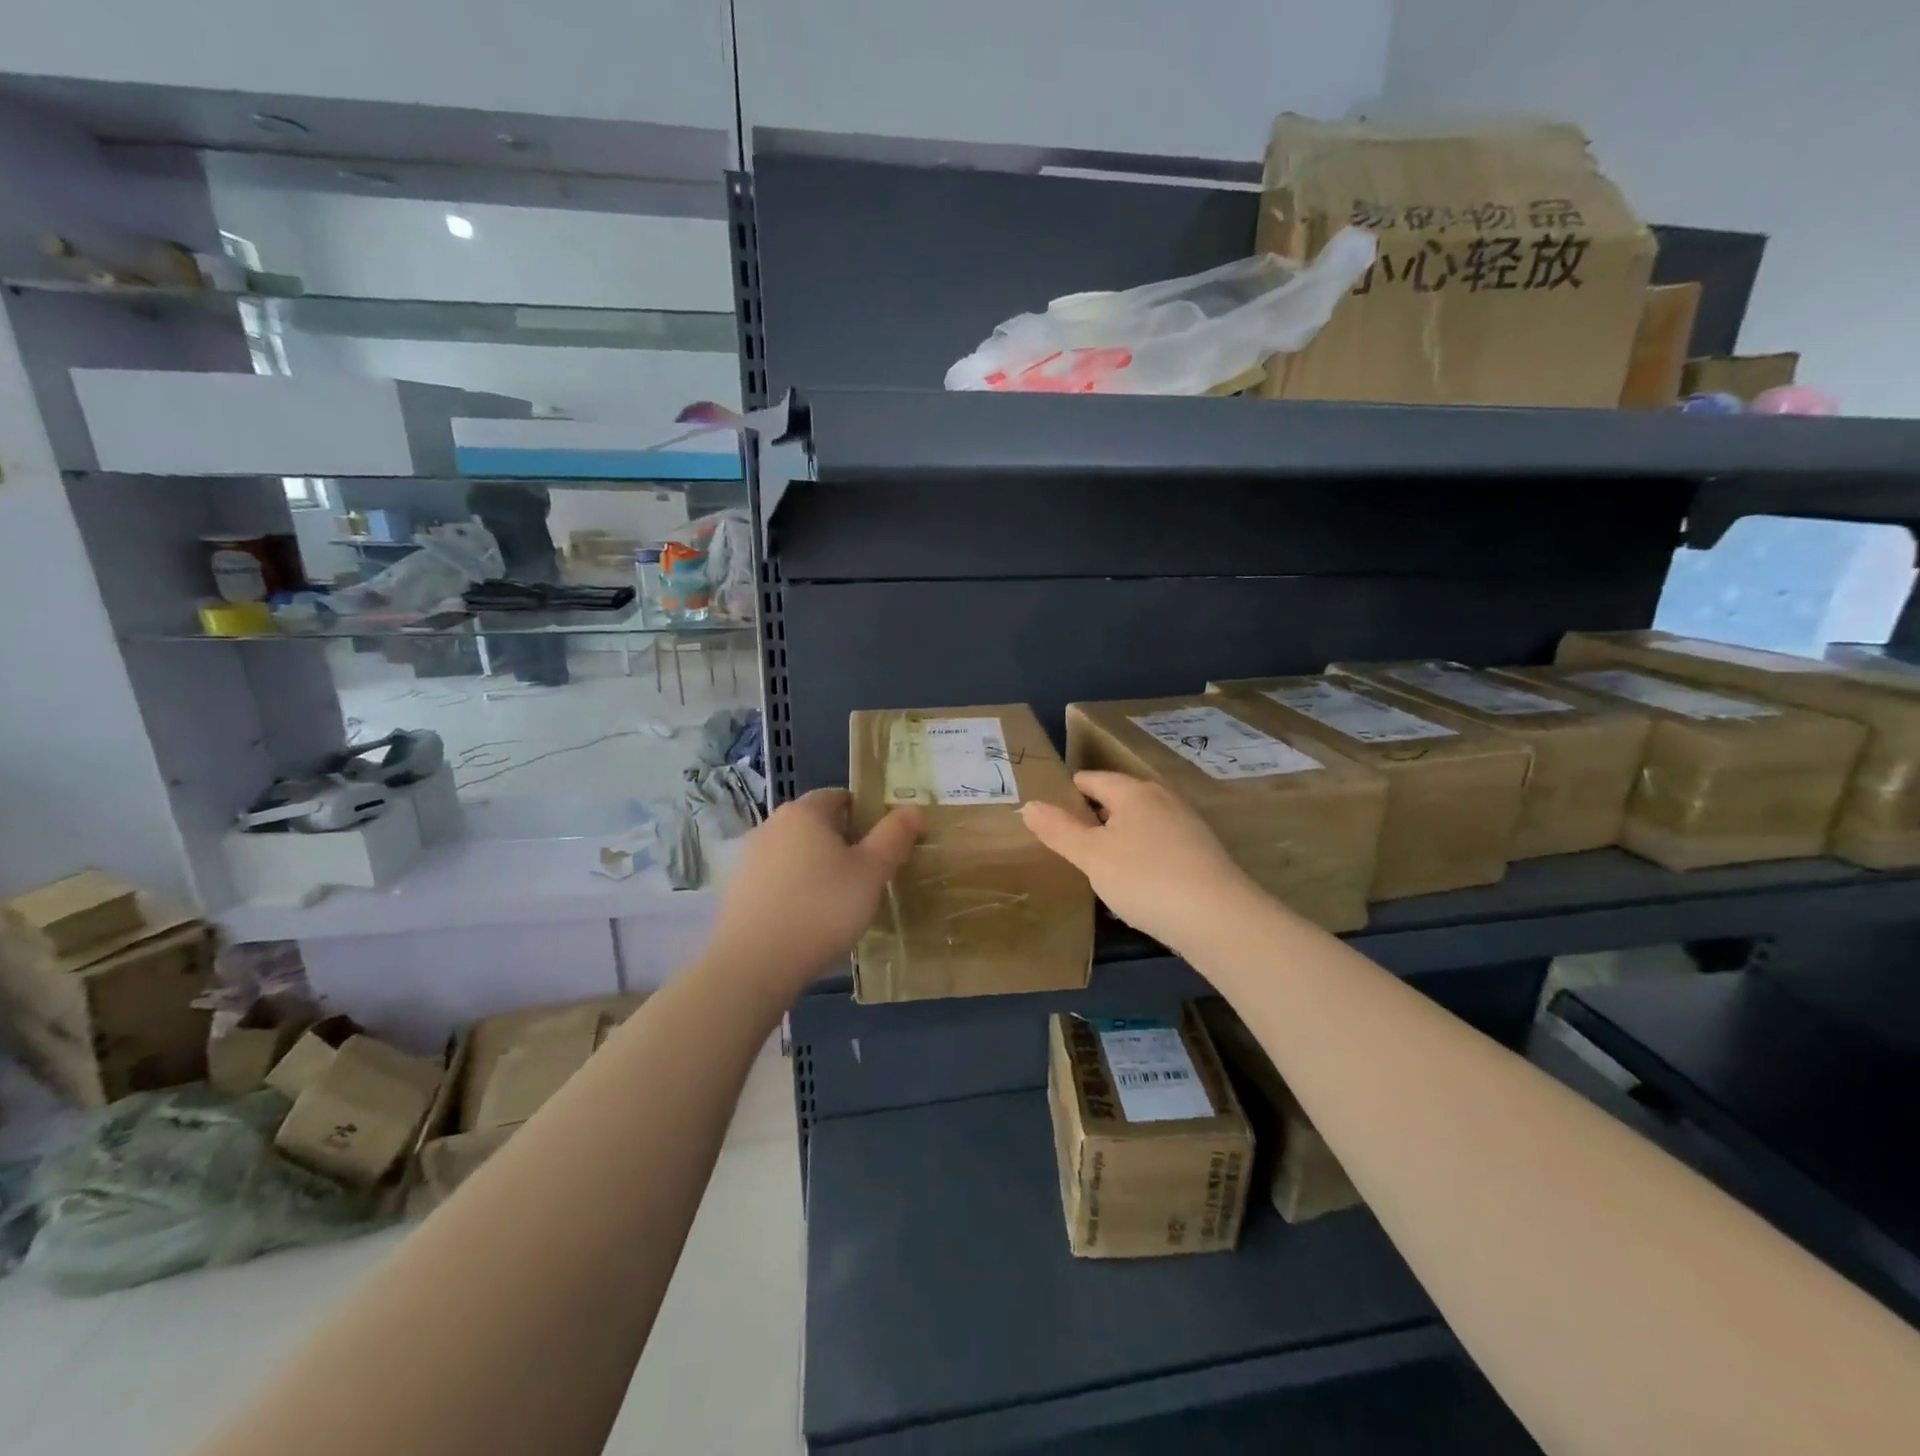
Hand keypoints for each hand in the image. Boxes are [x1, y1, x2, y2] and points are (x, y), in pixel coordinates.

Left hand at [704, 789, 923, 995]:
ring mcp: (749, 857)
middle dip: (844, 844)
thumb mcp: (872, 872)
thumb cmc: (822, 909)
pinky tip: (809, 921)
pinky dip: (795, 890)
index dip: (866, 817)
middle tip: (867, 877)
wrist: (755, 964)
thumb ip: (894, 836)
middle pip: (817, 825)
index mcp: (805, 812)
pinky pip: (777, 879)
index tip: (883, 847)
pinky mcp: (738, 890)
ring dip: (818, 868)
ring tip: (839, 904)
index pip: (841, 797)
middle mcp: (772, 825)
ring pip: (796, 853)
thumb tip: (913, 809)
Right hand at [1021, 771, 1259, 954]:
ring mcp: (1187, 826)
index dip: (1068, 791)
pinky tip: (1134, 882)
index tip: (1049, 810)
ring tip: (1096, 862)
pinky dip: (1141, 856)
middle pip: (1119, 799)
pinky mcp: (1202, 854)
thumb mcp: (1091, 856)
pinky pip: (1160, 846)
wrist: (1219, 919)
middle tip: (1066, 839)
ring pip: (1141, 823)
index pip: (1092, 779)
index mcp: (1134, 792)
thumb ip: (1058, 830)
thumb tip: (1028, 805)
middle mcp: (1163, 799)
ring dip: (1119, 838)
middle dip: (1094, 815)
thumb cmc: (1145, 878)